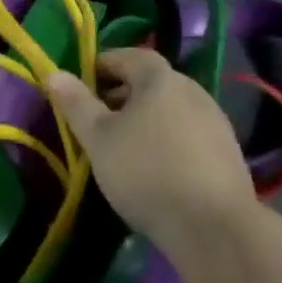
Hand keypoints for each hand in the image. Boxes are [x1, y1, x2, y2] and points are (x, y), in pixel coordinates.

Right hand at [44, 48, 254, 253]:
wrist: (215, 227)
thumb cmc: (147, 173)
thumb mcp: (99, 140)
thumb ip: (76, 104)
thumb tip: (53, 73)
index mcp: (159, 77)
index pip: (126, 55)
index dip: (100, 66)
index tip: (81, 86)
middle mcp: (191, 88)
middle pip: (150, 81)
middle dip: (121, 94)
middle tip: (98, 120)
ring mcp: (214, 119)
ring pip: (170, 108)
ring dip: (146, 118)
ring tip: (125, 147)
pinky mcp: (228, 150)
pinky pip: (188, 132)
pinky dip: (169, 139)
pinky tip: (158, 168)